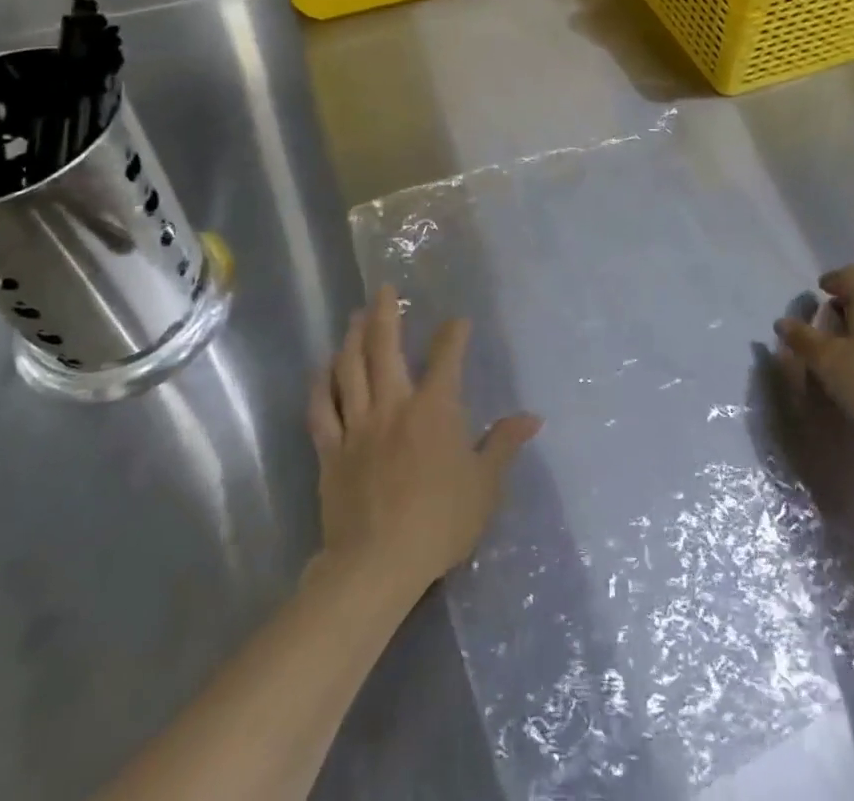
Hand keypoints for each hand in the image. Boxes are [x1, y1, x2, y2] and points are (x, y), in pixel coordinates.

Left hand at [307, 286, 541, 598]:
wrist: (377, 564)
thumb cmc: (439, 523)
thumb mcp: (485, 485)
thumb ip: (504, 444)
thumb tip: (532, 417)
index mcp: (434, 409)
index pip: (446, 357)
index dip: (453, 334)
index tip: (458, 320)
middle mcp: (393, 405)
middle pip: (384, 348)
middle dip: (386, 314)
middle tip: (384, 290)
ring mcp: (357, 425)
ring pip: (350, 369)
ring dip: (352, 338)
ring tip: (354, 317)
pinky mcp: (331, 450)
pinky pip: (322, 409)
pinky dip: (321, 384)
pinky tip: (322, 368)